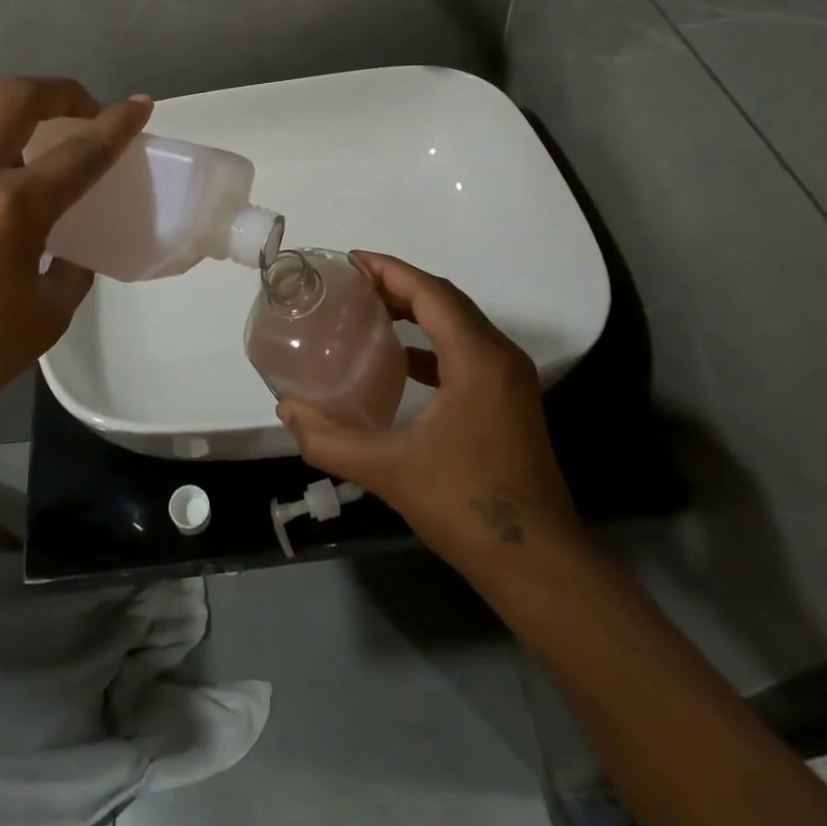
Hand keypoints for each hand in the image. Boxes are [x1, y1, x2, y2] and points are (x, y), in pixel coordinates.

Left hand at [0, 78, 151, 450]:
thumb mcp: (44, 319)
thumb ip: (69, 272)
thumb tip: (69, 252)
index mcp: (12, 208)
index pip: (81, 151)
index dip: (118, 124)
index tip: (140, 103)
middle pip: (18, 97)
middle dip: (63, 91)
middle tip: (86, 110)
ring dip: (17, 97)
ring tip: (40, 119)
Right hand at [277, 251, 580, 568]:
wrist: (539, 564)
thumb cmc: (465, 507)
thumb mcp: (388, 471)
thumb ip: (330, 441)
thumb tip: (287, 411)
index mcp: (476, 359)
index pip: (430, 292)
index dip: (389, 270)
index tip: (349, 261)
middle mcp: (499, 357)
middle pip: (445, 300)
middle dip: (398, 284)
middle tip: (351, 284)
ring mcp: (510, 379)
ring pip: (459, 323)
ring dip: (417, 310)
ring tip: (370, 311)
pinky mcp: (509, 400)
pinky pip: (467, 349)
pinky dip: (432, 341)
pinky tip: (401, 360)